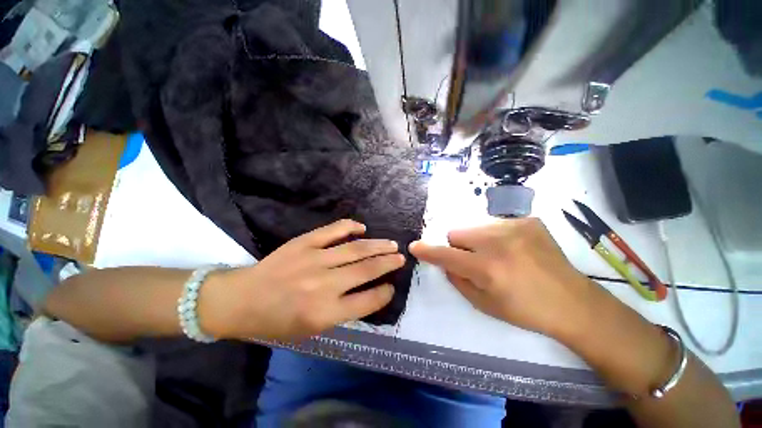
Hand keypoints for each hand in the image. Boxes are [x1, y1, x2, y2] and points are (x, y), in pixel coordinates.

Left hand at [200, 219, 403, 340]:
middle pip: (366, 270)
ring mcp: (314, 260)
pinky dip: (350, 227)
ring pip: (356, 249)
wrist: (242, 300)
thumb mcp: (312, 330)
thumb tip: (369, 293)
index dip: (384, 293)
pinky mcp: (304, 243)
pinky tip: (362, 228)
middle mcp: (324, 285)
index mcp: (325, 313)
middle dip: (388, 263)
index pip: (367, 301)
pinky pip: (333, 230)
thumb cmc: (277, 322)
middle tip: (400, 258)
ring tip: (391, 244)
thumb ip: (343, 312)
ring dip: (377, 246)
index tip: (391, 286)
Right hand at [409, 218, 609, 342]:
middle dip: (459, 247)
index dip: (427, 251)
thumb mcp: (484, 305)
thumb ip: (457, 280)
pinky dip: (497, 236)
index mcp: (487, 269)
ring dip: (477, 240)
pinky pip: (495, 224)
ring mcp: (515, 227)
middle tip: (477, 261)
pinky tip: (516, 249)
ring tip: (499, 255)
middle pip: (456, 233)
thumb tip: (445, 262)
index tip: (415, 246)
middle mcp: (498, 243)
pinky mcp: (528, 221)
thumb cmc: (525, 310)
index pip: (446, 255)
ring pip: (474, 227)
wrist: (572, 302)